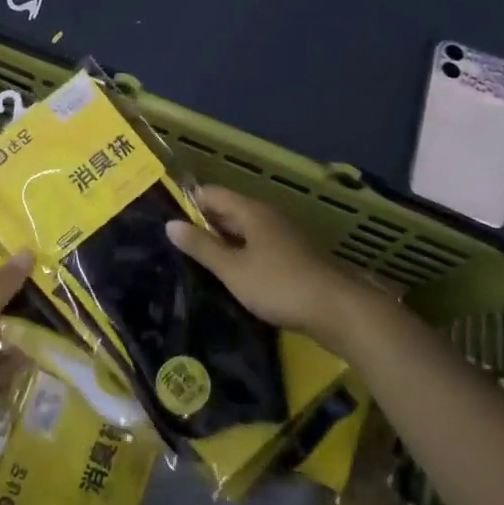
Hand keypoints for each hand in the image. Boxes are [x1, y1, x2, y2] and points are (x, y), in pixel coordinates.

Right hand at [166, 186, 390, 347]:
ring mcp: (281, 237)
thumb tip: (170, 224)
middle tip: (174, 244)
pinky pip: (256, 247)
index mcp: (251, 211)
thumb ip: (201, 247)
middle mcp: (266, 217)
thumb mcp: (233, 269)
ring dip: (221, 242)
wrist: (337, 310)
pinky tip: (228, 275)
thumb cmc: (279, 285)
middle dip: (202, 224)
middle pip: (227, 210)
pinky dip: (239, 255)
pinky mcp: (291, 258)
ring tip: (194, 261)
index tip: (166, 221)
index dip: (188, 203)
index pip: (211, 193)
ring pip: (242, 231)